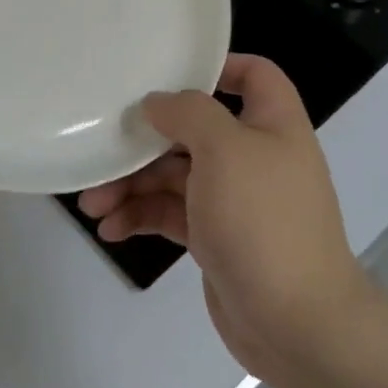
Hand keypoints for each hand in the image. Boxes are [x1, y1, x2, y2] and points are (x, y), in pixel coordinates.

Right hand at [80, 57, 371, 382]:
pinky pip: (170, 213)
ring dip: (132, 185)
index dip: (216, 65)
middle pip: (193, 130)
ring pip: (174, 176)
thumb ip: (189, 114)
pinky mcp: (214, 237)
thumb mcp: (226, 151)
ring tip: (92, 206)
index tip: (165, 72)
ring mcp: (233, 200)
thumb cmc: (263, 221)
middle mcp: (253, 156)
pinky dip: (140, 217)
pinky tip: (111, 230)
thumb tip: (157, 102)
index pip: (252, 75)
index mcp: (272, 124)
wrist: (295, 321)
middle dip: (145, 142)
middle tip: (101, 153)